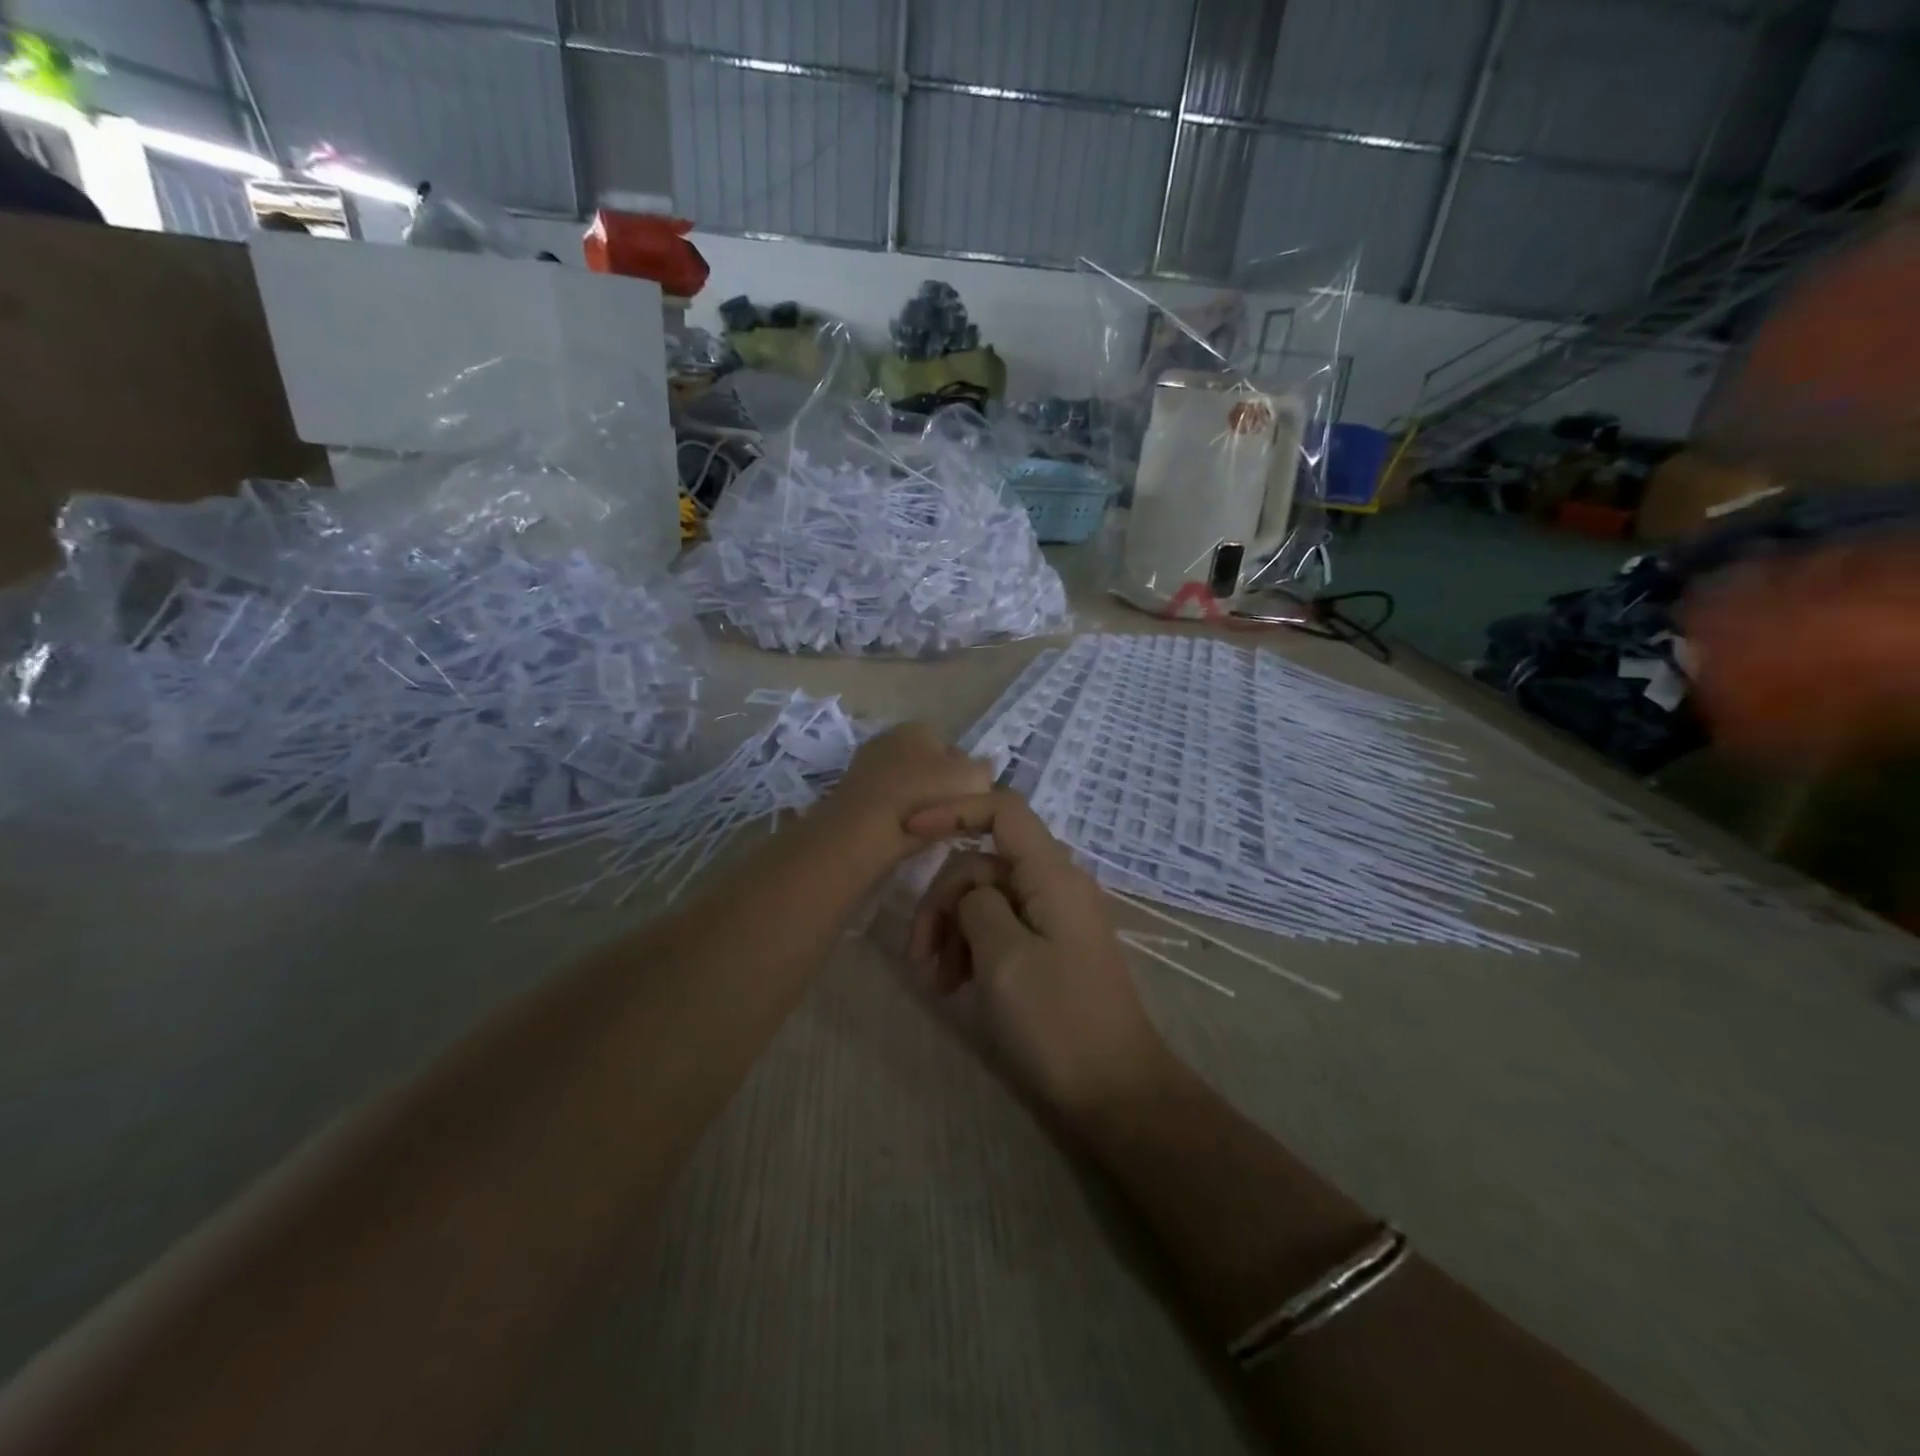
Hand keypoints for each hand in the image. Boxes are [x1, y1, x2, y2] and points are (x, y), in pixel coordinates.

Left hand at [819, 723, 994, 864]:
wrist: (865, 829)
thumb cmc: (924, 796)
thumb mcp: (972, 779)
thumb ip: (983, 771)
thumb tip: (982, 770)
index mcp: (918, 727)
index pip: (951, 748)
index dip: (964, 774)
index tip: (969, 798)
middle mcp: (889, 737)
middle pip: (925, 765)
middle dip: (937, 786)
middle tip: (951, 814)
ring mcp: (866, 764)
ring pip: (905, 784)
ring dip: (916, 802)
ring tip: (929, 827)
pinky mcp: (850, 793)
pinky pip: (886, 802)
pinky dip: (896, 814)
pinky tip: (904, 833)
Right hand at [903, 790, 1170, 1123]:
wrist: (1116, 1093)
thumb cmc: (1058, 1023)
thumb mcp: (1005, 959)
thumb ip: (978, 906)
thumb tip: (971, 895)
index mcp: (1052, 875)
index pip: (1002, 810)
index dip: (953, 811)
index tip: (907, 834)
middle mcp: (1056, 885)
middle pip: (983, 863)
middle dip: (943, 902)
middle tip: (918, 957)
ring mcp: (1055, 917)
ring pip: (986, 898)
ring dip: (953, 930)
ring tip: (937, 982)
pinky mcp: (1050, 948)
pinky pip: (1001, 927)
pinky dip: (972, 948)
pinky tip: (958, 986)